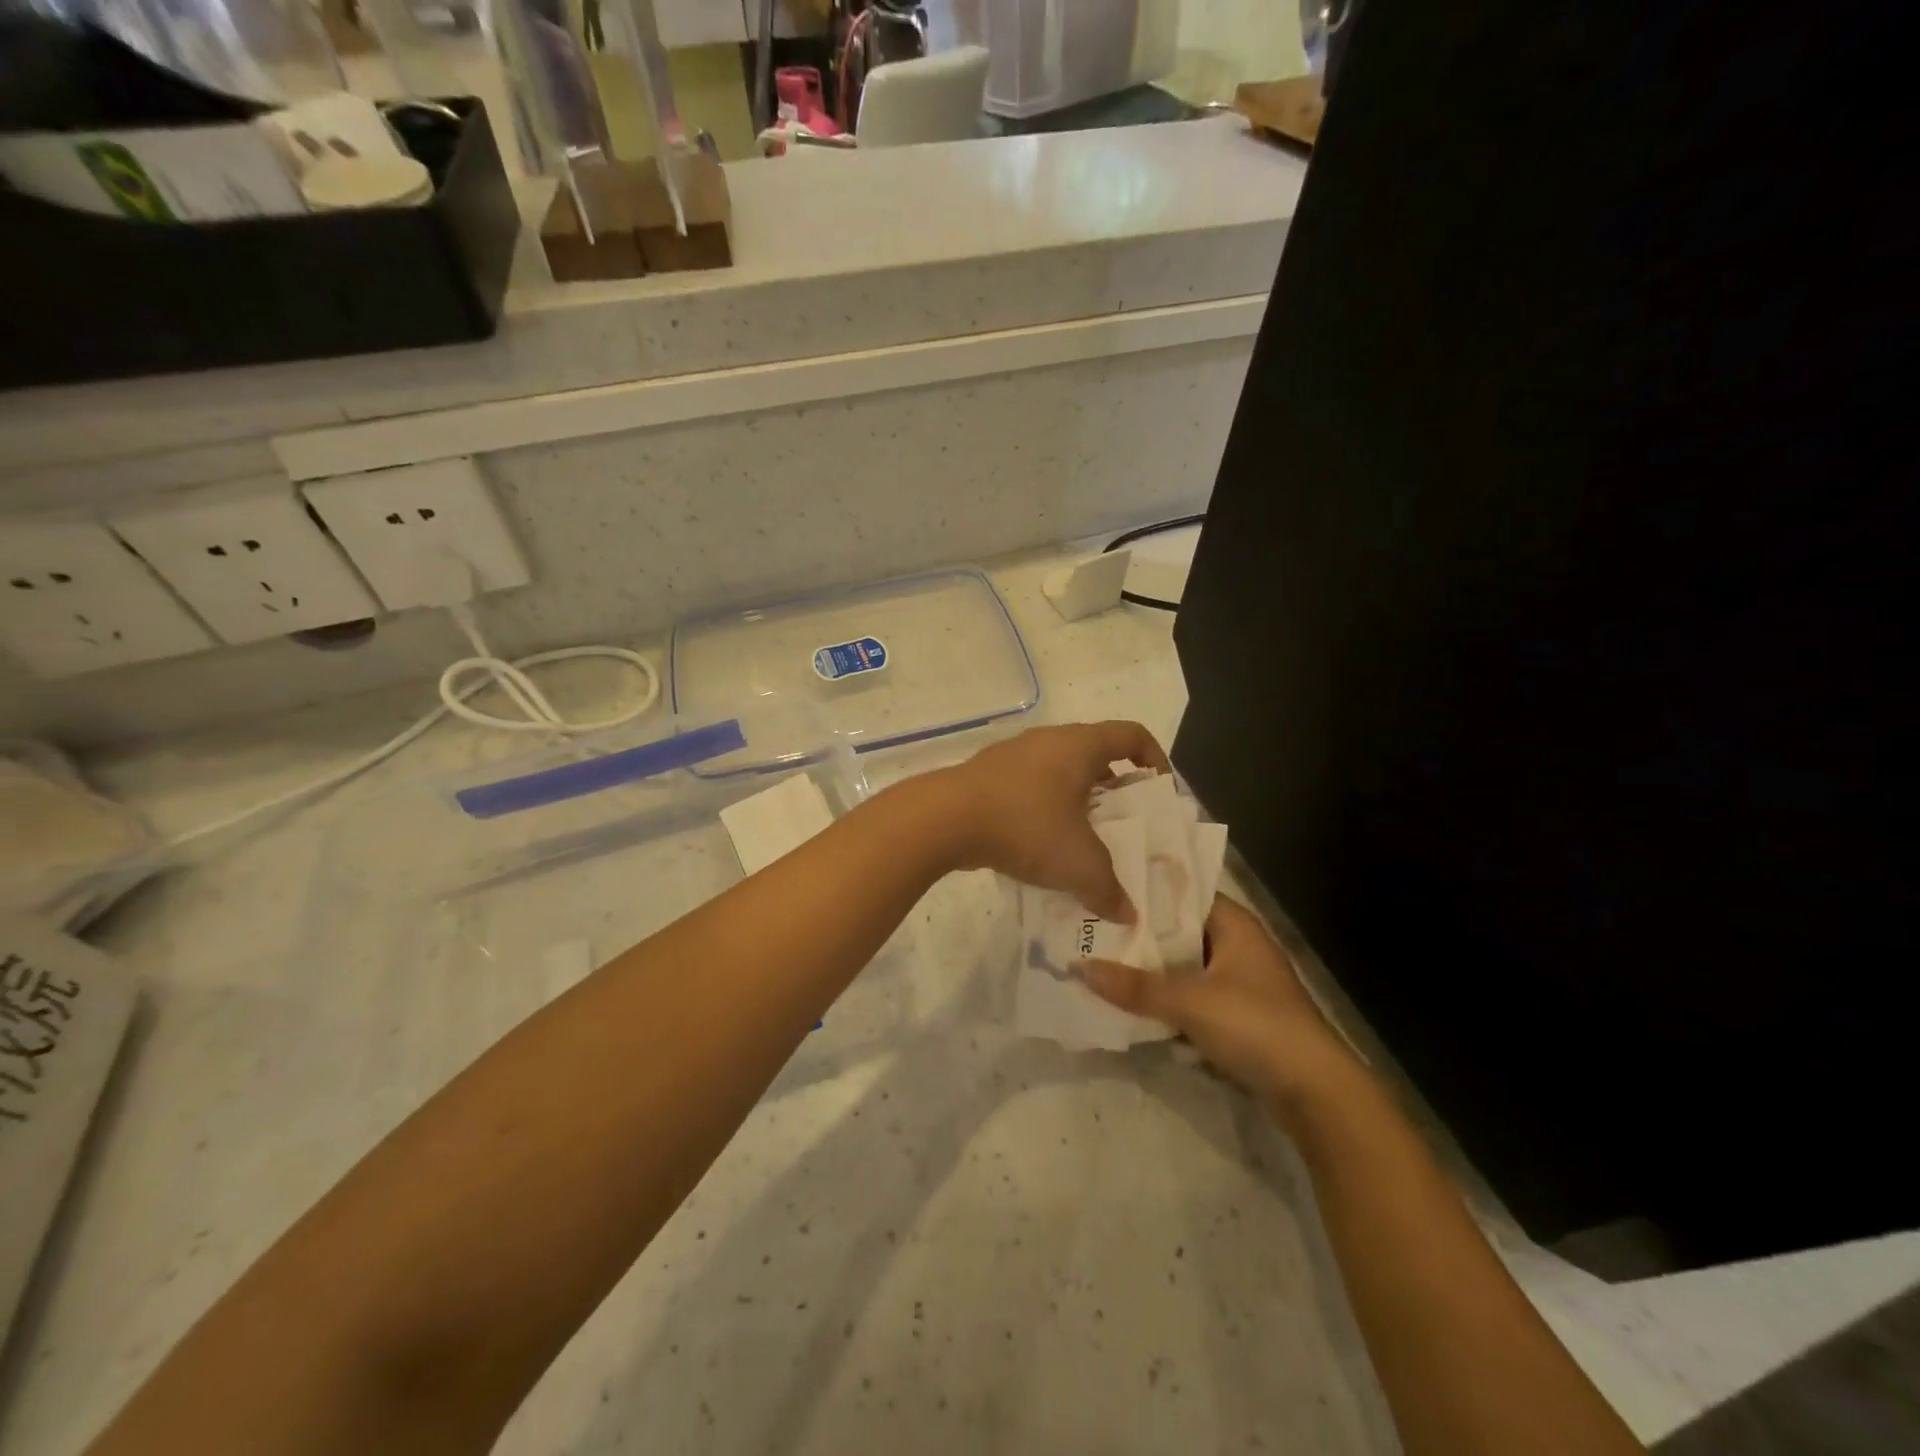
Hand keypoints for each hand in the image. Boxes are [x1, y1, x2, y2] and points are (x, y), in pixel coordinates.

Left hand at [938, 720, 1171, 922]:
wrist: (945, 819)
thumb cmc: (1026, 826)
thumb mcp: (1079, 865)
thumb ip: (1109, 890)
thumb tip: (1127, 914)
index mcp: (1080, 745)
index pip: (1132, 735)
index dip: (1155, 759)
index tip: (1159, 793)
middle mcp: (1049, 740)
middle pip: (1095, 755)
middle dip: (1115, 789)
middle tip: (1124, 825)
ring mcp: (1013, 755)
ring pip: (1059, 772)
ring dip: (1076, 801)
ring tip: (1083, 840)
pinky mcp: (986, 775)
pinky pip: (1029, 786)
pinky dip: (1043, 808)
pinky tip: (1038, 844)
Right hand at [1082, 895, 1358, 1112]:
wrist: (1316, 1093)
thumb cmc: (1256, 1026)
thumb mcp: (1190, 1002)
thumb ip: (1135, 986)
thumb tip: (1079, 967)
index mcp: (1235, 925)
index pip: (1182, 894)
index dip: (1144, 893)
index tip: (1103, 890)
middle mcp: (1238, 946)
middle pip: (1178, 933)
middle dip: (1139, 937)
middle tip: (1089, 930)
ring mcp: (1238, 984)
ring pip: (1183, 969)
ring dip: (1150, 973)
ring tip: (1098, 963)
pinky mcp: (1237, 1018)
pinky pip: (1191, 999)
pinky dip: (1166, 1002)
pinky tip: (1129, 1004)